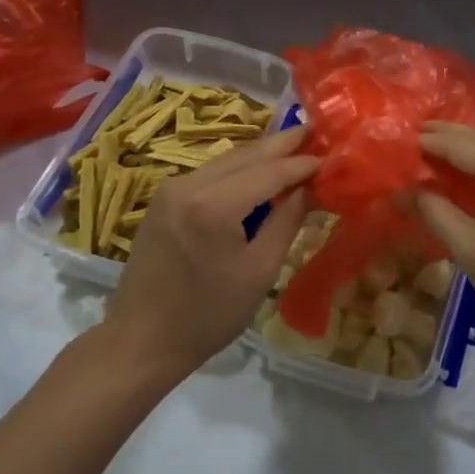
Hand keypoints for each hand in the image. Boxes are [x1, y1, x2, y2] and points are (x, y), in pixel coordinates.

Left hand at [99, 126, 317, 382]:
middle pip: (246, 155)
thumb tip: (312, 189)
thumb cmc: (208, 315)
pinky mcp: (163, 199)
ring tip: (295, 149)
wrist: (142, 339)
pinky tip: (259, 173)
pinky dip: (239, 169)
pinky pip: (210, 173)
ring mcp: (171, 188)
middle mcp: (189, 185)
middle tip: (316, 133)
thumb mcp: (260, 271)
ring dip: (261, 155)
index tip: (332, 156)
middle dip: (283, 145)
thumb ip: (287, 222)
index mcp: (214, 205)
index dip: (302, 164)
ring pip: (227, 160)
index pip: (270, 172)